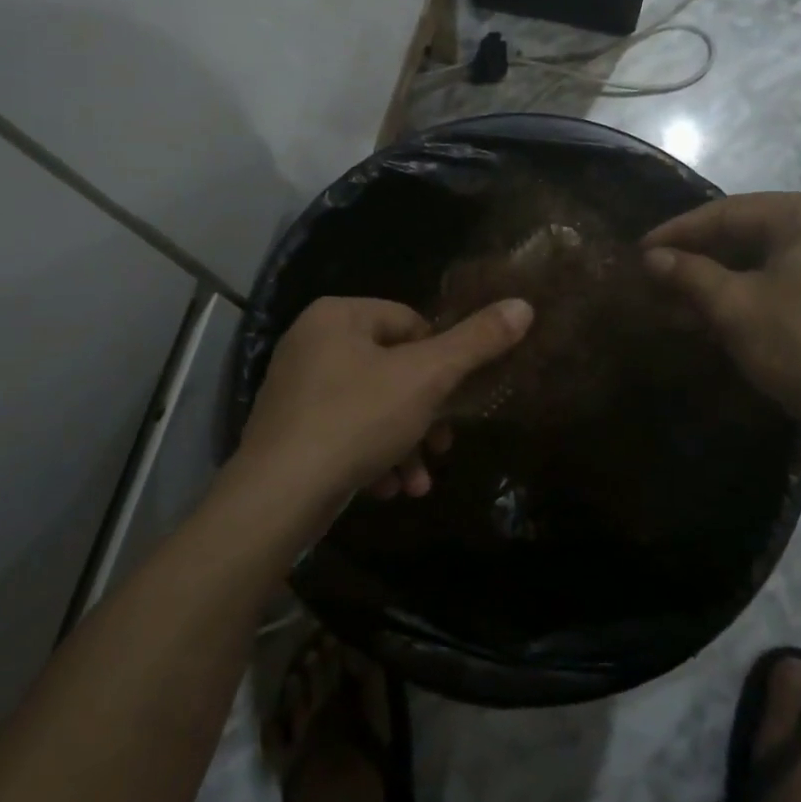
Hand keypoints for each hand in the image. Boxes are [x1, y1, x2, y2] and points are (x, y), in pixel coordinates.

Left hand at [235, 295, 533, 507]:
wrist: (277, 497)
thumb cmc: (356, 419)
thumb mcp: (426, 378)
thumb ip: (476, 342)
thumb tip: (523, 305)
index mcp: (338, 315)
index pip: (409, 322)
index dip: (439, 360)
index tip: (452, 399)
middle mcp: (311, 342)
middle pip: (392, 368)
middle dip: (424, 415)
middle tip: (441, 448)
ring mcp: (296, 388)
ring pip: (372, 406)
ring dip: (403, 444)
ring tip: (417, 484)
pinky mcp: (290, 430)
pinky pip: (344, 432)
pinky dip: (371, 457)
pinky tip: (385, 490)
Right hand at [643, 190, 800, 452]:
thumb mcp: (736, 308)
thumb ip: (690, 275)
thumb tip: (652, 258)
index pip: (730, 212)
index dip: (679, 232)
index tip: (640, 250)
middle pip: (750, 233)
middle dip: (700, 260)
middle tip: (655, 277)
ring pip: (769, 259)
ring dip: (722, 280)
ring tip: (676, 302)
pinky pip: (791, 277)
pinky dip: (753, 292)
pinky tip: (716, 313)